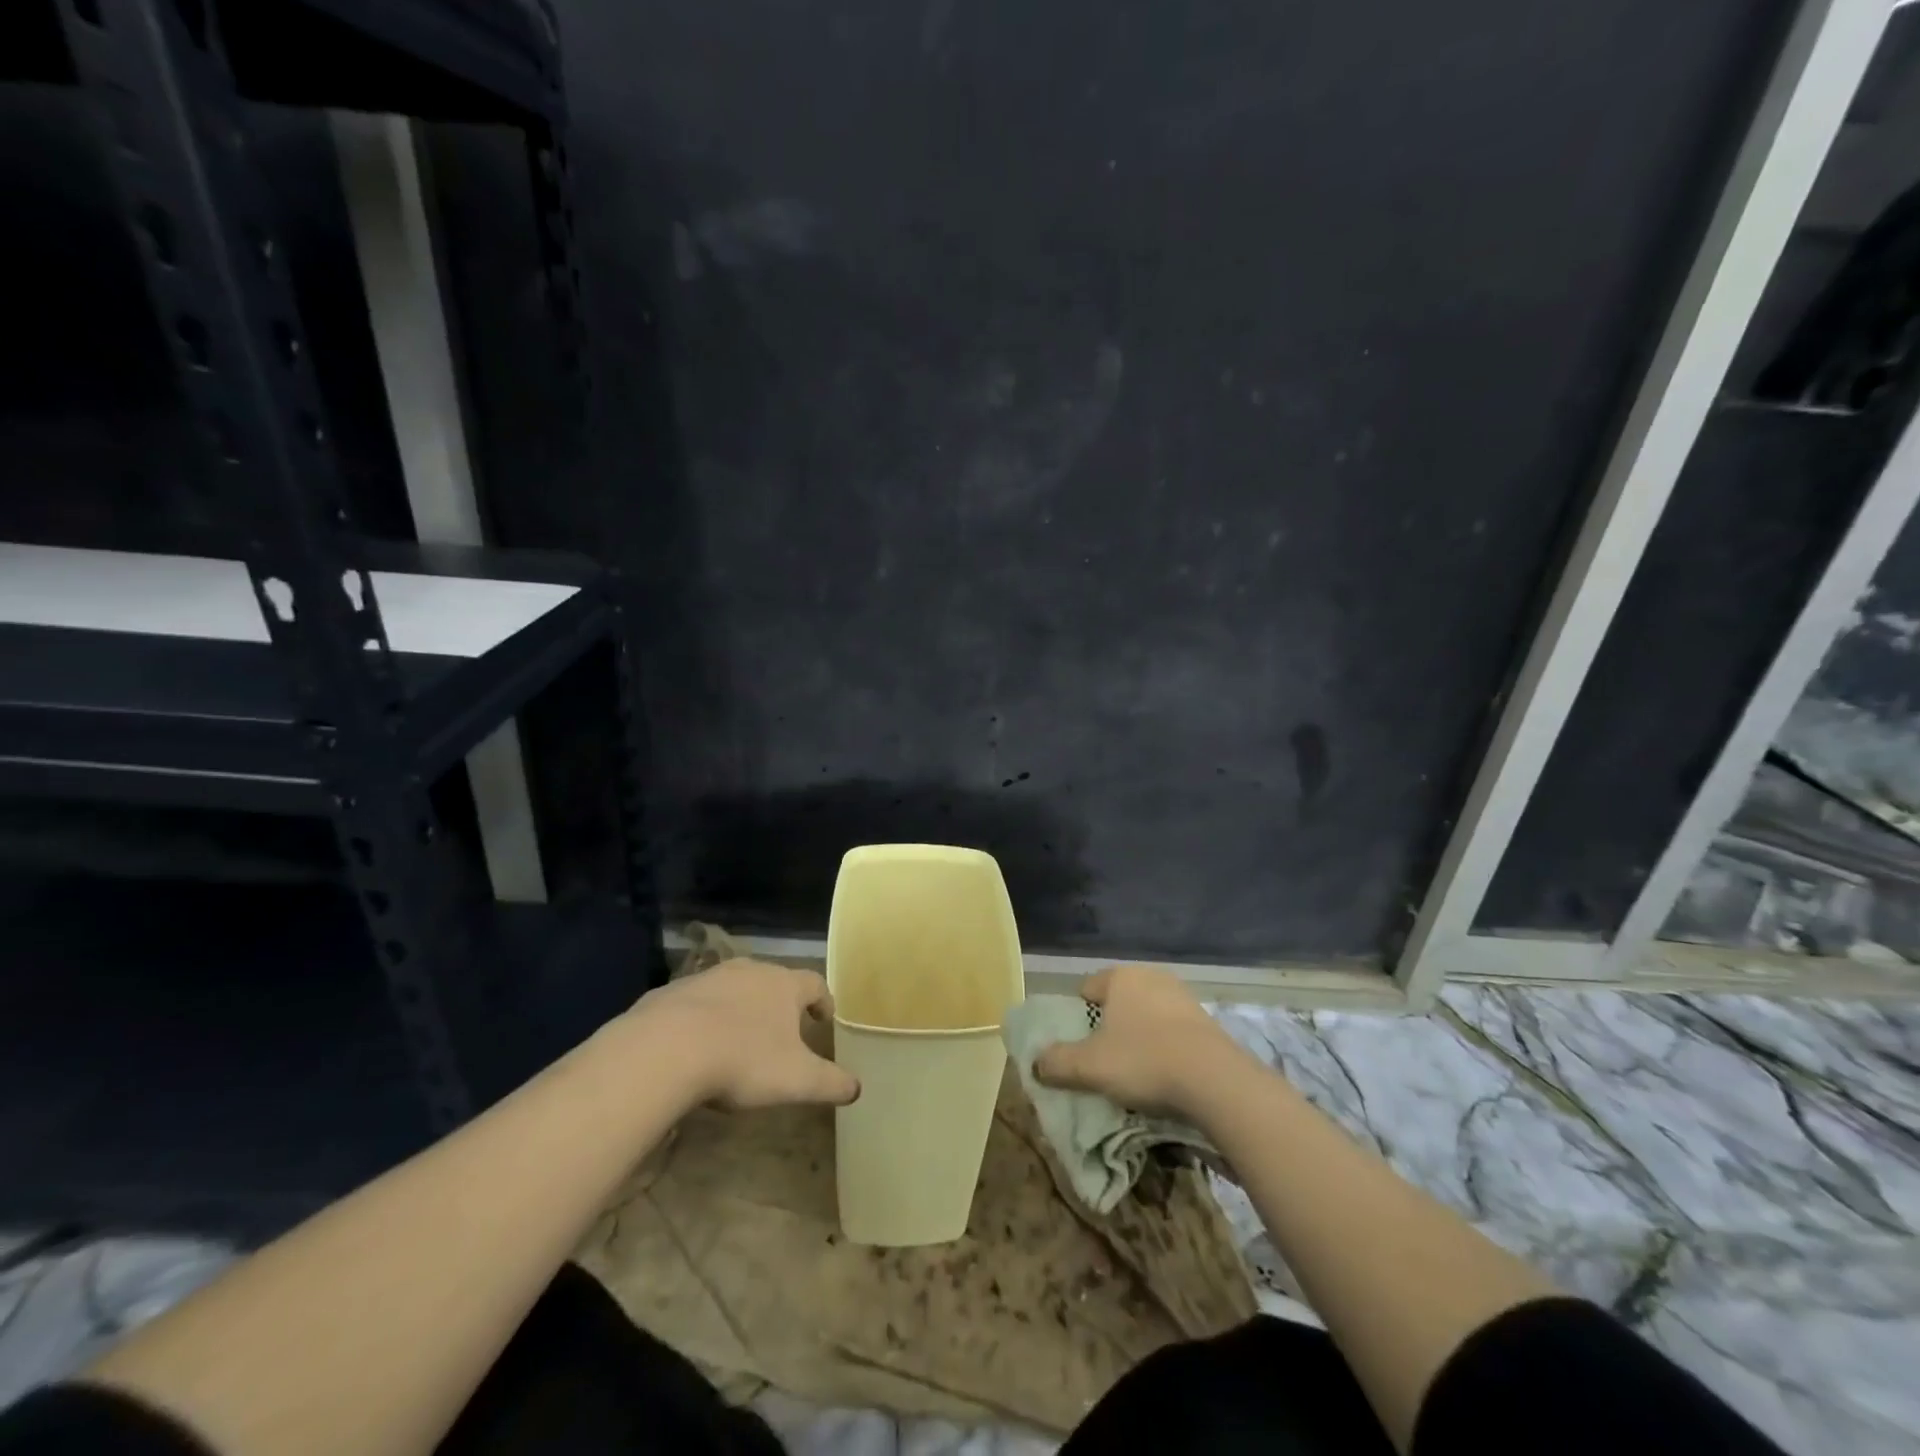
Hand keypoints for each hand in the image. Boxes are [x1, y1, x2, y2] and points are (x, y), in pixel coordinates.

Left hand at [631, 959, 859, 1110]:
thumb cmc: (743, 1060)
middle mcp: (749, 971)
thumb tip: (857, 1089)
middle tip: (782, 1029)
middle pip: (773, 980)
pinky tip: (695, 1046)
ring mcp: (707, 978)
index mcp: (783, 985)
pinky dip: (702, 1018)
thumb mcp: (796, 1080)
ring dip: (740, 1007)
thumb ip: (830, 1083)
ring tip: (738, 1037)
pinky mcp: (671, 992)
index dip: (823, 999)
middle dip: (779, 1003)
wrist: (665, 1049)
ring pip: (733, 987)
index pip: (813, 983)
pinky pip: (695, 1002)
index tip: (824, 1018)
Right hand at [1033, 964, 1246, 1117]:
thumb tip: (1036, 1063)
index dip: (1078, 1016)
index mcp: (1120, 977)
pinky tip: (1165, 1074)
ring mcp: (1183, 996)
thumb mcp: (1089, 1067)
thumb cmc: (1143, 1060)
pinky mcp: (1207, 1021)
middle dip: (1110, 1026)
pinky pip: (1173, 1031)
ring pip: (1147, 1015)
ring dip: (1140, 1037)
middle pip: (1119, 1001)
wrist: (1214, 1080)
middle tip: (1104, 1059)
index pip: (1087, 989)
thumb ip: (1057, 1062)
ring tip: (1136, 1072)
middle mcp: (1151, 976)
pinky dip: (1165, 1047)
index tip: (1078, 1044)